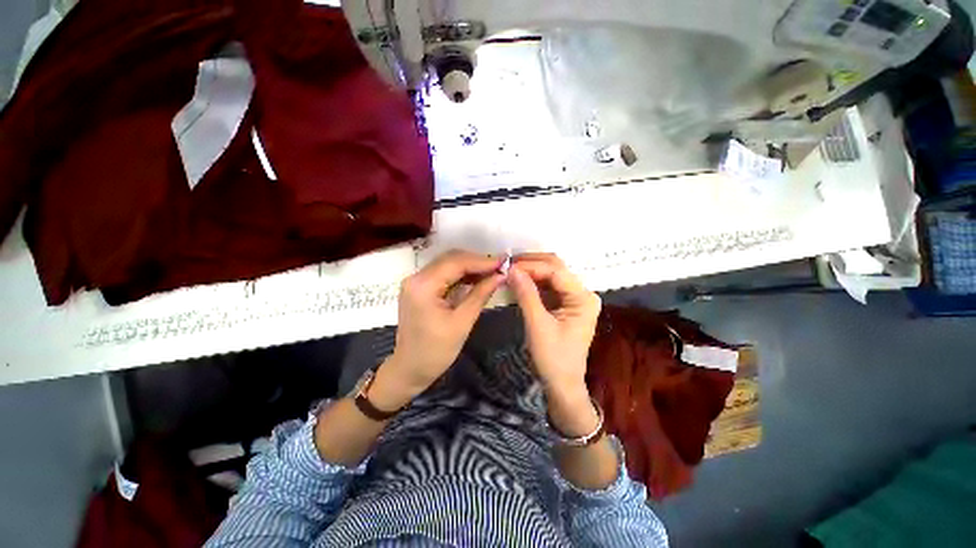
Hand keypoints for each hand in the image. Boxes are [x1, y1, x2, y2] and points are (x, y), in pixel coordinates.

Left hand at [380, 250, 503, 399]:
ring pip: (448, 264)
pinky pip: (443, 274)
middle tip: (501, 267)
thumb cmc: (436, 351)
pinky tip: (477, 278)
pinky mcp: (419, 288)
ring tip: (493, 272)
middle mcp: (416, 277)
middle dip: (477, 261)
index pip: (456, 263)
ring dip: (470, 267)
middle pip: (451, 259)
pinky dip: (461, 275)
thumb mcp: (462, 322)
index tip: (504, 262)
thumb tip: (501, 276)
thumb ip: (481, 294)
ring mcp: (416, 282)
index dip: (482, 261)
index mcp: (423, 285)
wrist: (410, 369)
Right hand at [508, 253, 600, 430]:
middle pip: (556, 268)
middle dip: (532, 264)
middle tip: (508, 265)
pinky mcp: (566, 305)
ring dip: (531, 272)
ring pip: (552, 275)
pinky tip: (520, 282)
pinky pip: (549, 287)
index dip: (531, 266)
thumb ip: (526, 294)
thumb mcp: (537, 325)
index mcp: (583, 298)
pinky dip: (534, 283)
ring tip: (510, 271)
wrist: (562, 384)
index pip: (555, 271)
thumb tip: (511, 269)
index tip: (508, 266)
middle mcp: (583, 293)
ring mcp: (575, 298)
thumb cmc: (553, 358)